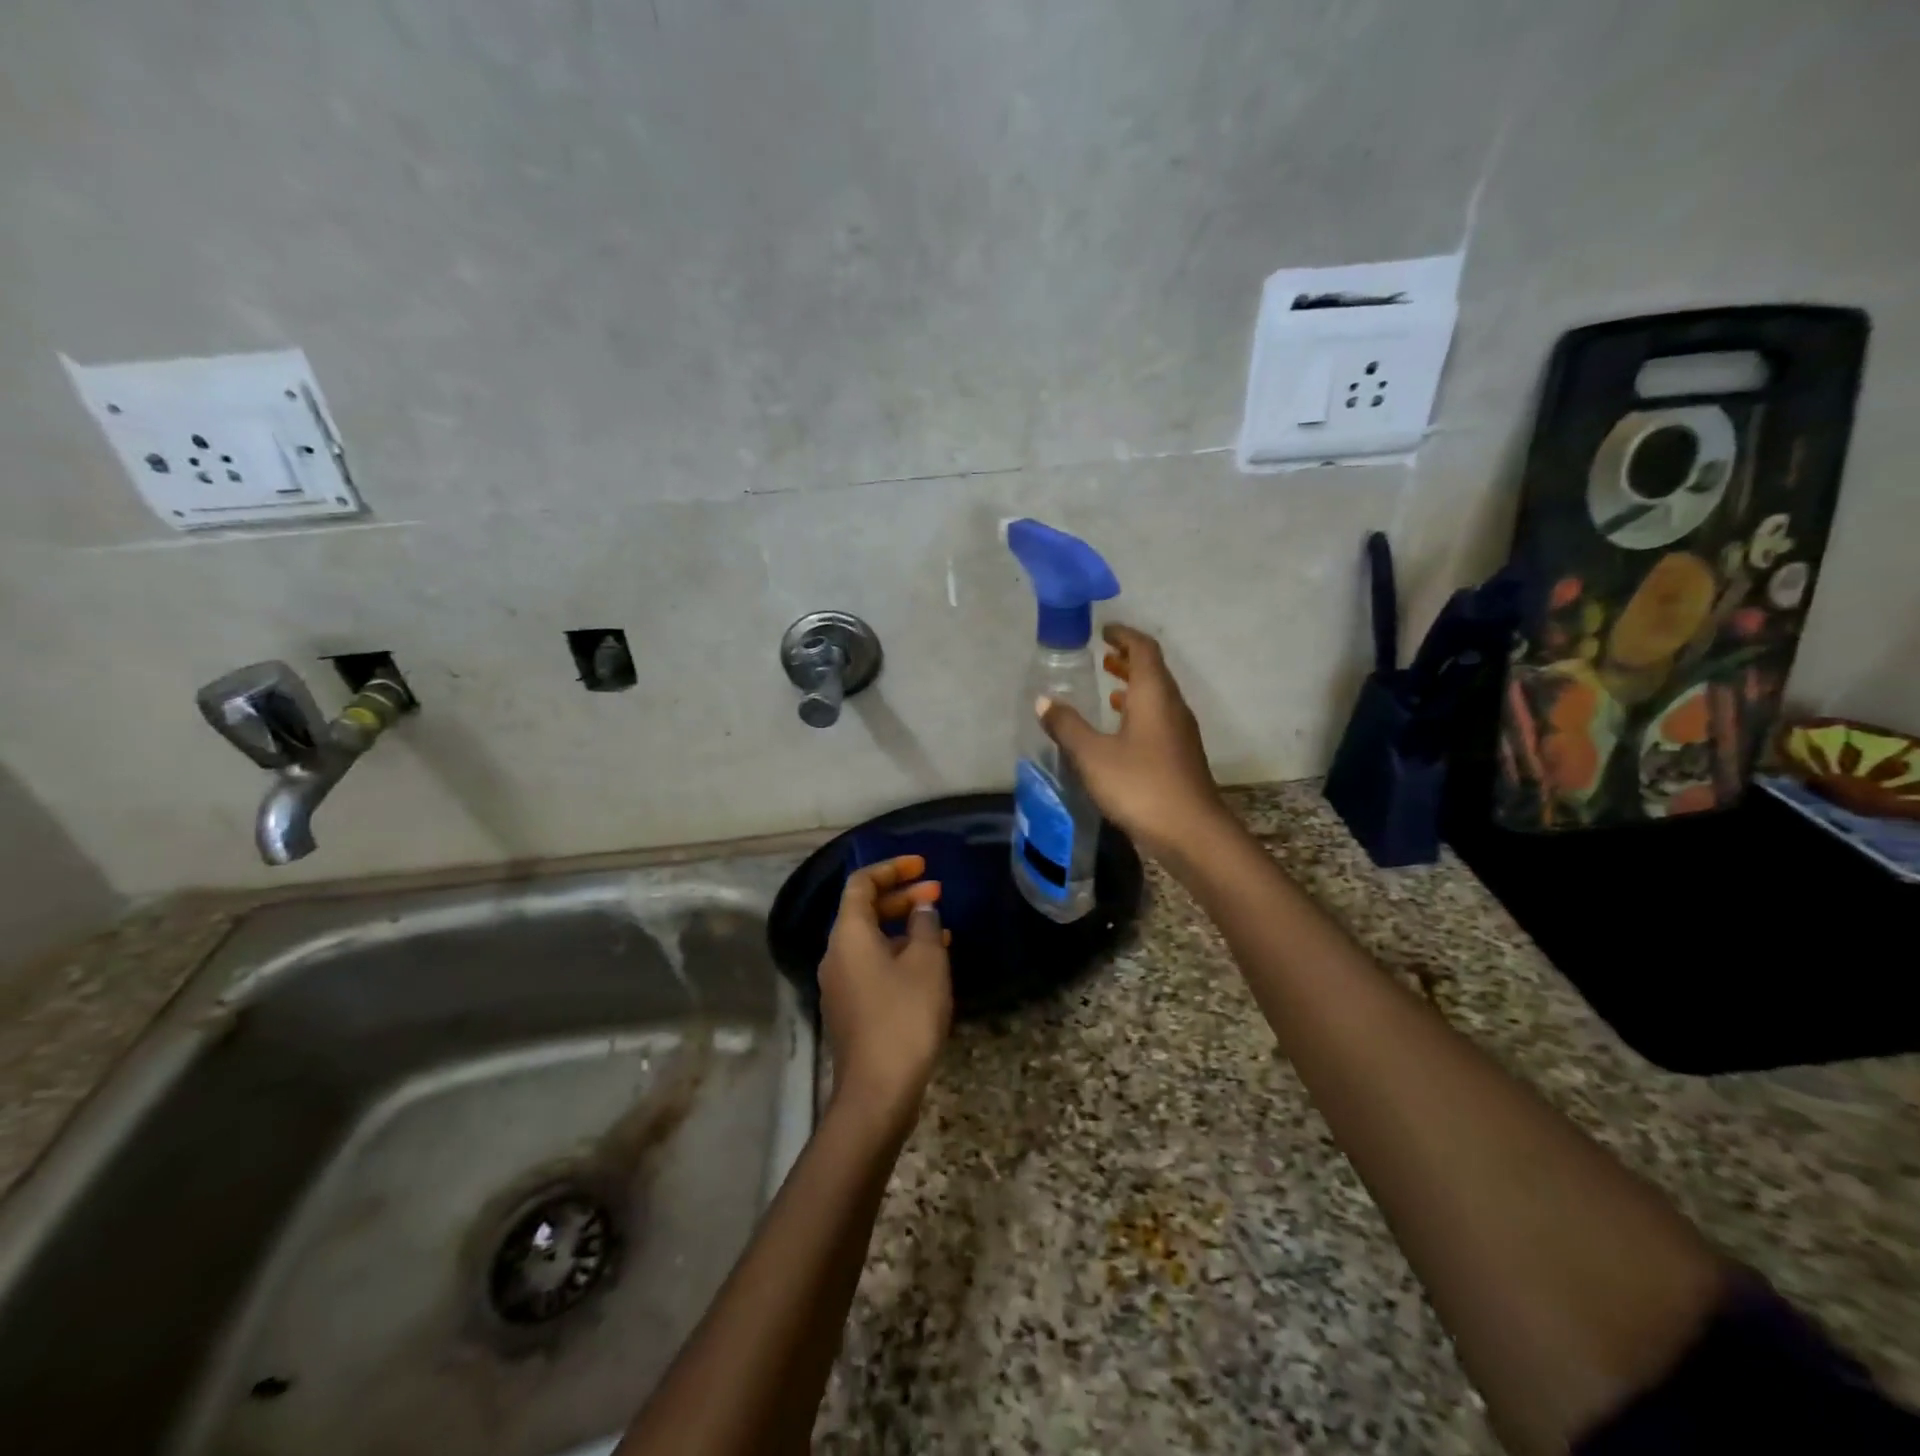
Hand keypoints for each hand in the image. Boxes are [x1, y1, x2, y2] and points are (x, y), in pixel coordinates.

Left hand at [818, 855, 952, 1132]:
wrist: (877, 1090)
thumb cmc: (904, 1015)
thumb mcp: (926, 962)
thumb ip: (925, 925)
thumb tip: (922, 908)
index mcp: (848, 934)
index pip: (861, 883)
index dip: (892, 868)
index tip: (923, 866)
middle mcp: (836, 953)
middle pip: (864, 910)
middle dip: (901, 896)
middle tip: (937, 893)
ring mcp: (840, 983)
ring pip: (871, 939)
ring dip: (903, 926)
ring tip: (940, 928)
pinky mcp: (850, 1008)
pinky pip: (873, 964)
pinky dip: (898, 953)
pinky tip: (928, 965)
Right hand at [1037, 623, 1227, 859]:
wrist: (1191, 832)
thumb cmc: (1140, 785)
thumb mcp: (1092, 755)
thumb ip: (1067, 725)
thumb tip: (1043, 700)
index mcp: (1154, 695)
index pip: (1144, 649)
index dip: (1124, 636)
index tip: (1104, 631)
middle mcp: (1172, 707)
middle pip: (1153, 671)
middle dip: (1128, 659)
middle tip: (1103, 657)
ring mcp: (1180, 733)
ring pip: (1157, 697)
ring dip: (1133, 688)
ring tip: (1107, 690)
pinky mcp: (1180, 756)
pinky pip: (1158, 719)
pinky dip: (1138, 712)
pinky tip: (1120, 732)